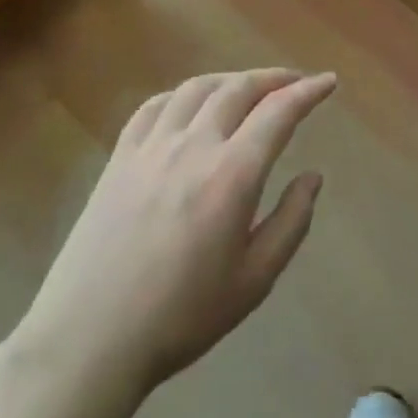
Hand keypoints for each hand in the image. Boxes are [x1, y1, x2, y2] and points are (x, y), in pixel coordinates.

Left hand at [21, 69, 336, 391]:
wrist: (89, 339)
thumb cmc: (181, 316)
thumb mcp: (254, 280)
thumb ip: (291, 222)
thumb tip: (313, 177)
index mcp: (232, 175)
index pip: (279, 112)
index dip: (308, 91)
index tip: (328, 81)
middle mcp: (193, 146)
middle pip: (238, 88)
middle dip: (274, 78)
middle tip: (295, 83)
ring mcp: (151, 147)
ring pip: (196, 88)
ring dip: (230, 79)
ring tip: (248, 89)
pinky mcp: (119, 158)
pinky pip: (154, 106)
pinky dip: (183, 94)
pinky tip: (190, 106)